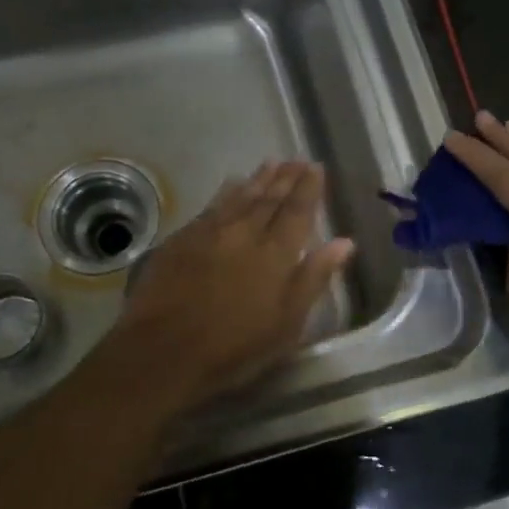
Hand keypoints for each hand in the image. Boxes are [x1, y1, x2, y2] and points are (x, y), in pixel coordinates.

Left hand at [112, 160, 354, 407]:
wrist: (163, 349)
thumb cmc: (234, 347)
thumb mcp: (287, 323)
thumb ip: (314, 277)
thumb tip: (345, 242)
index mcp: (276, 253)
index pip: (298, 211)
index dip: (309, 188)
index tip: (316, 167)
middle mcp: (245, 232)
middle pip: (270, 198)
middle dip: (286, 177)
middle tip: (297, 159)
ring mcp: (211, 232)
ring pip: (241, 196)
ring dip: (258, 179)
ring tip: (271, 163)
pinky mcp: (183, 238)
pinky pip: (212, 205)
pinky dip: (227, 191)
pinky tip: (231, 184)